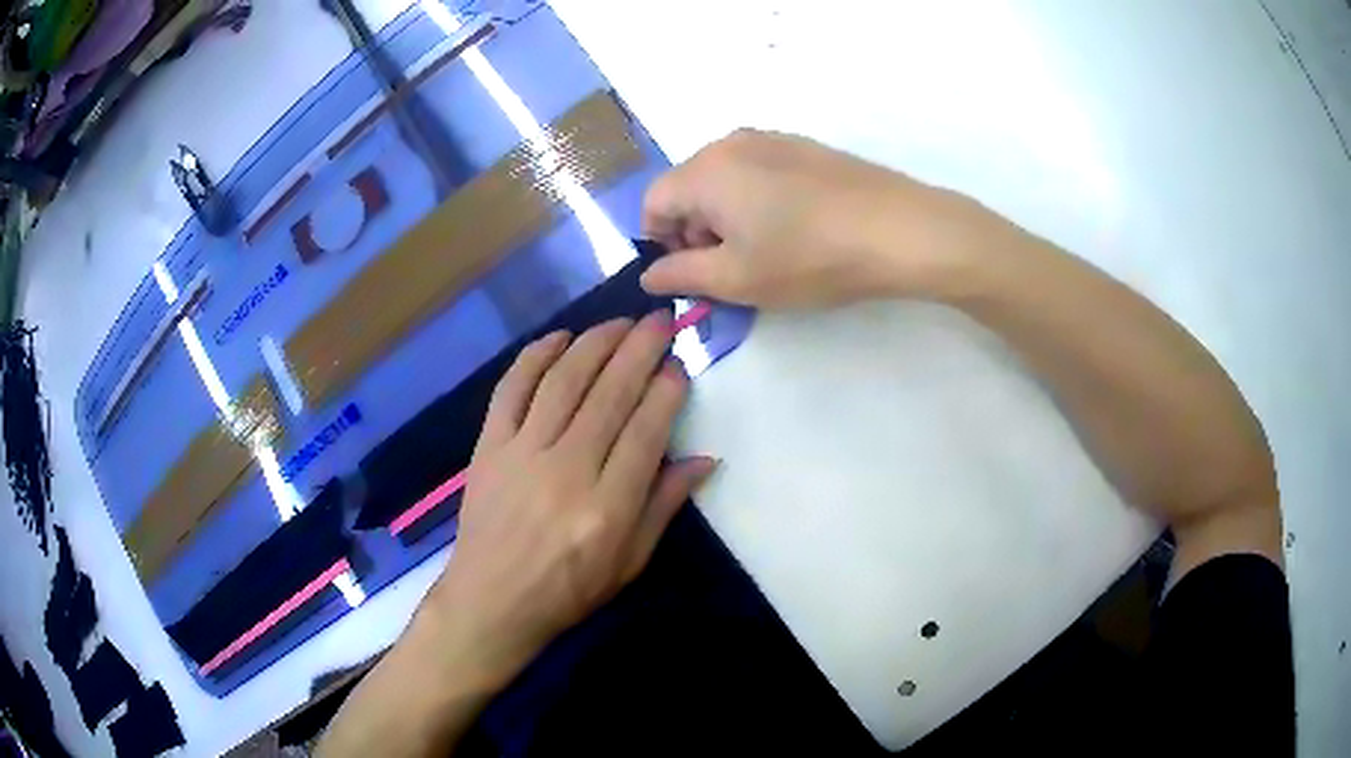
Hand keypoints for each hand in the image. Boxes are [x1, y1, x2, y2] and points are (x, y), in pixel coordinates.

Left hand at [420, 314, 716, 682]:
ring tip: (621, 321)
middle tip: (662, 320)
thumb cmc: (568, 589)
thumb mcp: (630, 562)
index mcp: (608, 506)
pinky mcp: (489, 446)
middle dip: (640, 348)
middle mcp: (567, 469)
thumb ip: (665, 506)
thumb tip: (704, 458)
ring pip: (564, 380)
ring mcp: (522, 453)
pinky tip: (560, 337)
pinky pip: (512, 388)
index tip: (680, 364)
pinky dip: (535, 356)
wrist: (492, 599)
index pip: (646, 430)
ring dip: (596, 342)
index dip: (667, 389)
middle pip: (609, 393)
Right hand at [641, 129, 1025, 307]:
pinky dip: (759, 201)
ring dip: (728, 218)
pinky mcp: (804, 147)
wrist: (900, 229)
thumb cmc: (810, 257)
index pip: (653, 203)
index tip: (695, 275)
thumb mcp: (737, 278)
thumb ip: (681, 275)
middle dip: (697, 231)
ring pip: (724, 180)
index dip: (662, 244)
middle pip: (688, 188)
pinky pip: (759, 172)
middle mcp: (730, 142)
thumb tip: (650, 274)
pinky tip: (796, 229)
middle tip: (734, 270)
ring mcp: (771, 139)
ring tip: (769, 252)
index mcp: (704, 169)